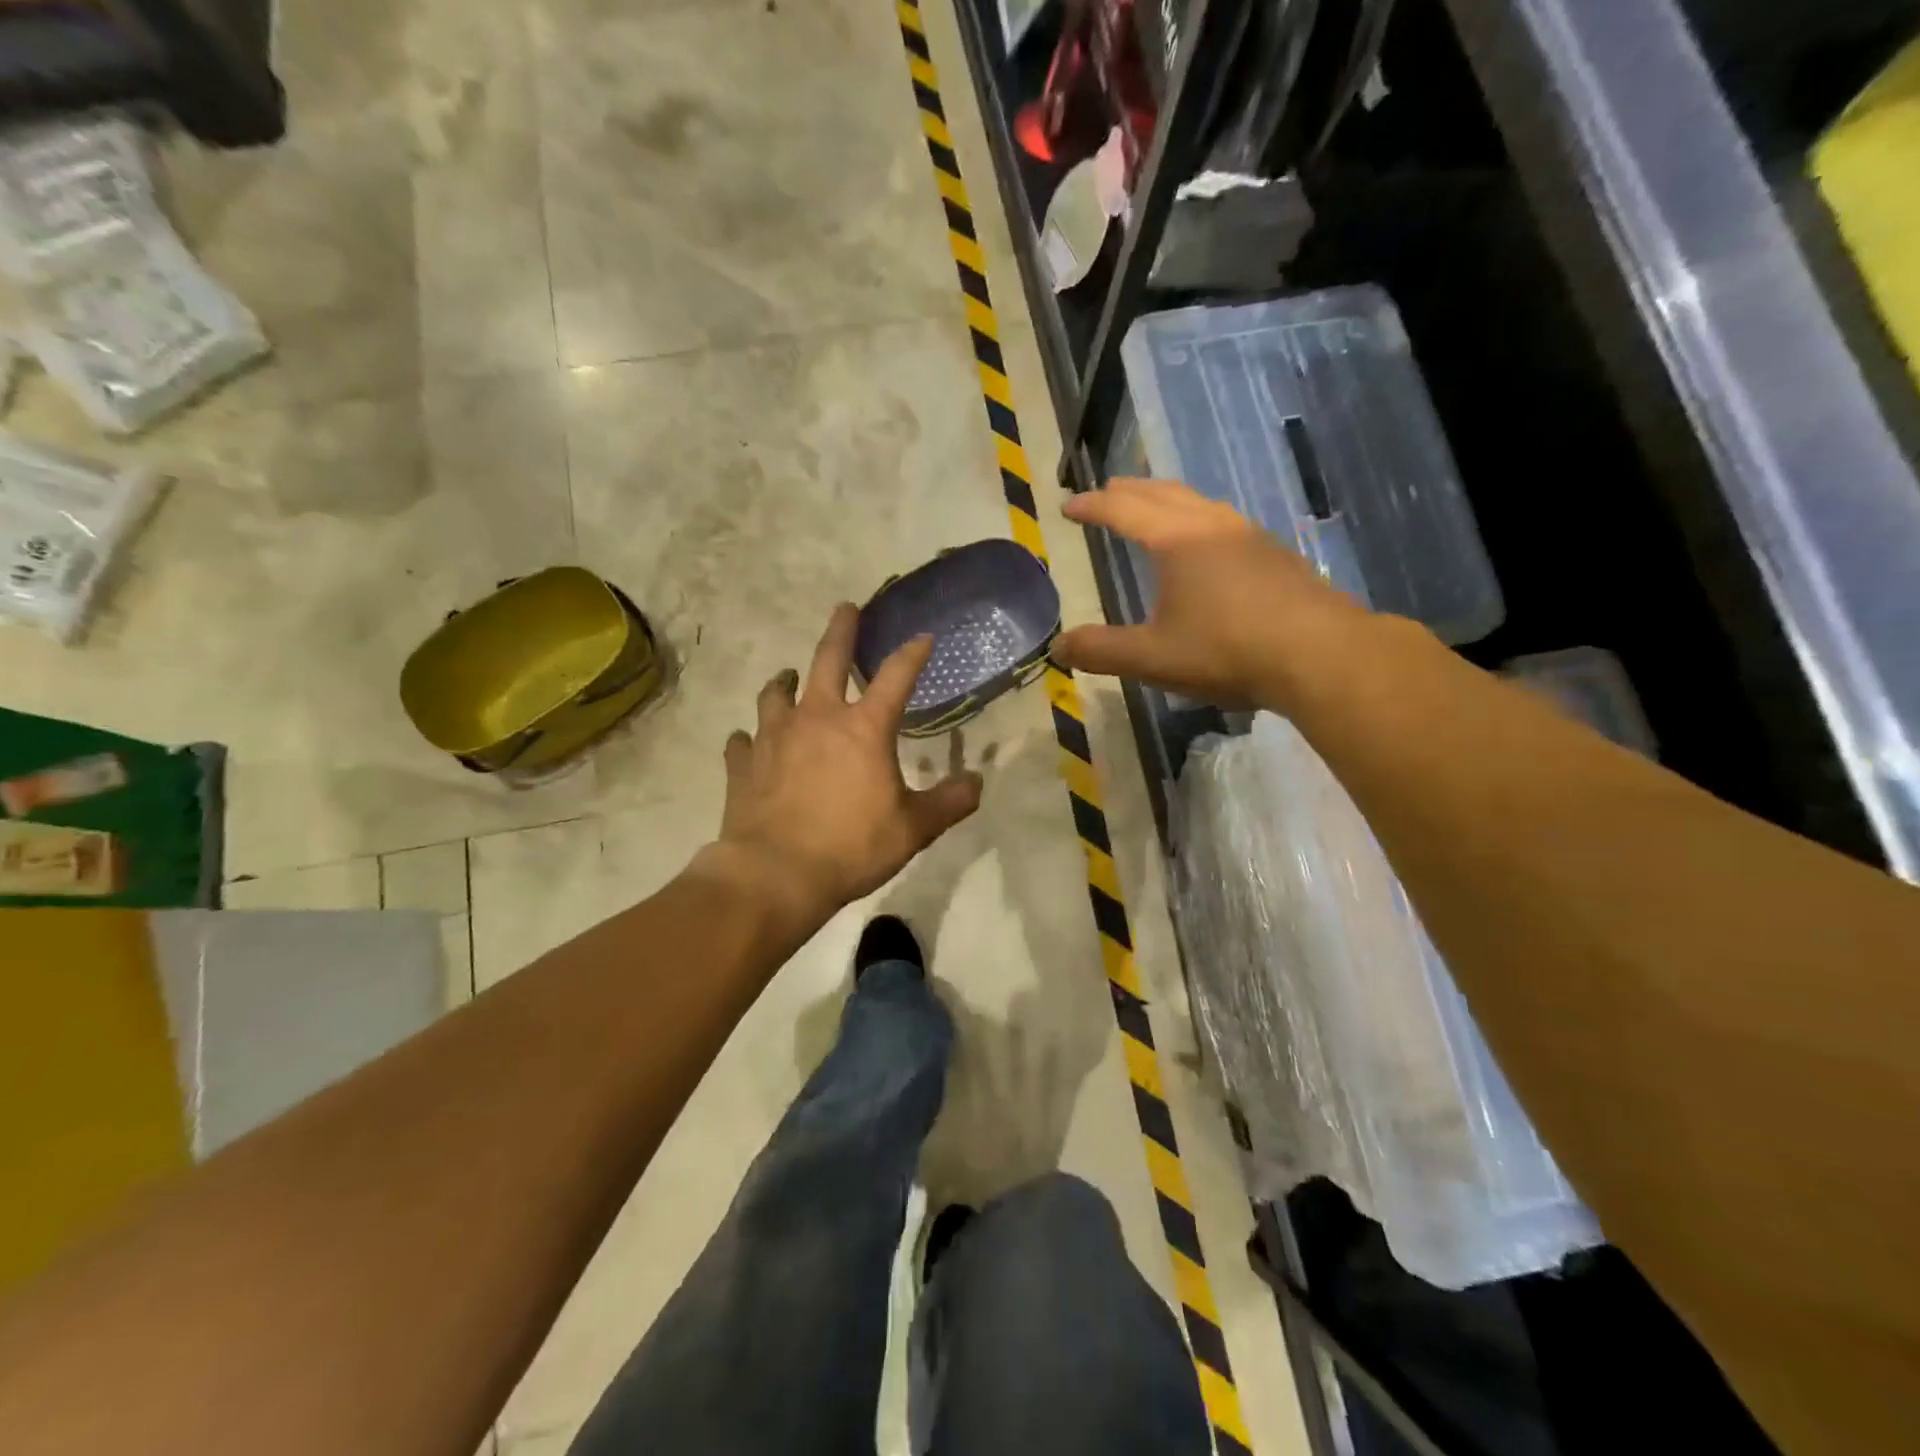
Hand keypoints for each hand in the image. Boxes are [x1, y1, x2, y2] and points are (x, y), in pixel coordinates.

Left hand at [707, 603, 982, 922]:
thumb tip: (977, 783)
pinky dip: (750, 737)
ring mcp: (774, 737)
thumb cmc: (851, 846)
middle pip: (828, 660)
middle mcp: (817, 718)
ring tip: (789, 677)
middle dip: (841, 630)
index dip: (913, 653)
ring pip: (776, 693)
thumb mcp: (913, 829)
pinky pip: (743, 740)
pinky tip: (750, 741)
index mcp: (863, 728)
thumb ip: (949, 803)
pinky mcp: (743, 764)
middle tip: (845, 608)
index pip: (896, 676)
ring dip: (785, 681)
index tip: (923, 636)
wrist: (776, 874)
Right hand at [1053, 477, 1365, 707]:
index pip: (1123, 509)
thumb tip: (1057, 648)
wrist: (1320, 655)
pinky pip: (1223, 521)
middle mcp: (1212, 525)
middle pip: (1163, 493)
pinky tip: (1206, 545)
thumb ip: (1101, 651)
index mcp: (1176, 540)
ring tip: (1153, 509)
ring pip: (1198, 502)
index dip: (1091, 505)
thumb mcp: (1152, 657)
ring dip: (1167, 499)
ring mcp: (1249, 536)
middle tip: (1106, 492)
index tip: (1067, 506)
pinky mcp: (1275, 555)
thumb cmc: (1227, 650)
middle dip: (1129, 491)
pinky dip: (1197, 518)